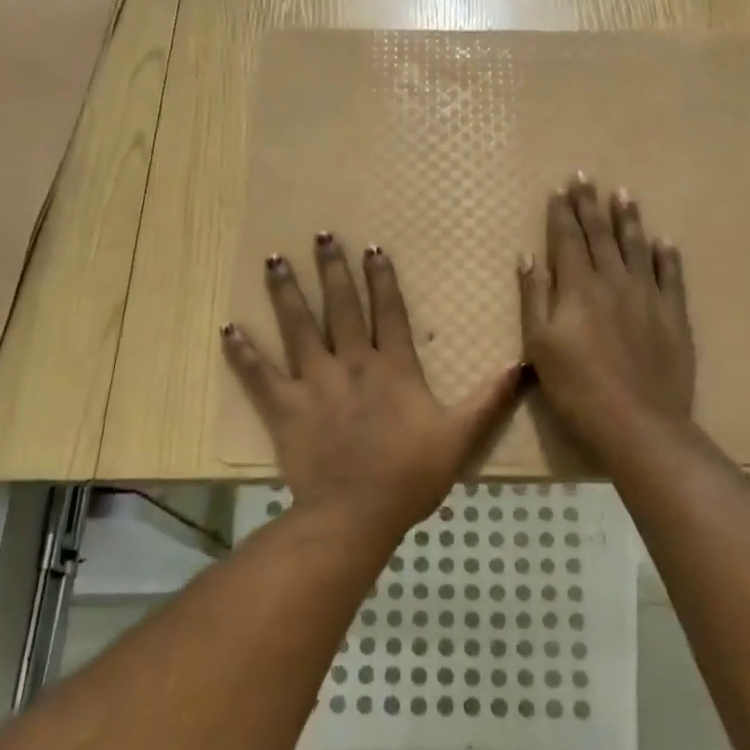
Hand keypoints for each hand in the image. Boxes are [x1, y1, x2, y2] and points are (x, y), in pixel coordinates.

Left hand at [222, 235, 521, 536]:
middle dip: (331, 269)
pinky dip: (243, 352)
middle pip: (341, 308)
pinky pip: (259, 375)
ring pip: (298, 328)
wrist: (356, 513)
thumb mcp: (460, 437)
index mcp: (393, 368)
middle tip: (320, 236)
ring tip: (273, 260)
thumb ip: (489, 400)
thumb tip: (522, 366)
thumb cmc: (410, 475)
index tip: (372, 248)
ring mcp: (315, 383)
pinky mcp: (285, 407)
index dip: (382, 279)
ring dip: (286, 292)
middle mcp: (352, 364)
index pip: (389, 312)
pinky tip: (228, 328)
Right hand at [518, 176, 694, 457]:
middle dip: (591, 206)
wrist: (637, 421)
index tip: (561, 188)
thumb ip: (534, 297)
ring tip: (624, 195)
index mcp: (578, 287)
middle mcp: (614, 281)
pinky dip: (666, 256)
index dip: (563, 213)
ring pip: (637, 247)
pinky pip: (671, 276)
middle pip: (601, 236)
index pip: (567, 240)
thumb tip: (528, 258)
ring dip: (629, 220)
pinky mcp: (674, 316)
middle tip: (586, 177)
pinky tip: (664, 242)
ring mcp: (648, 296)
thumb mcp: (539, 344)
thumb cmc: (576, 387)